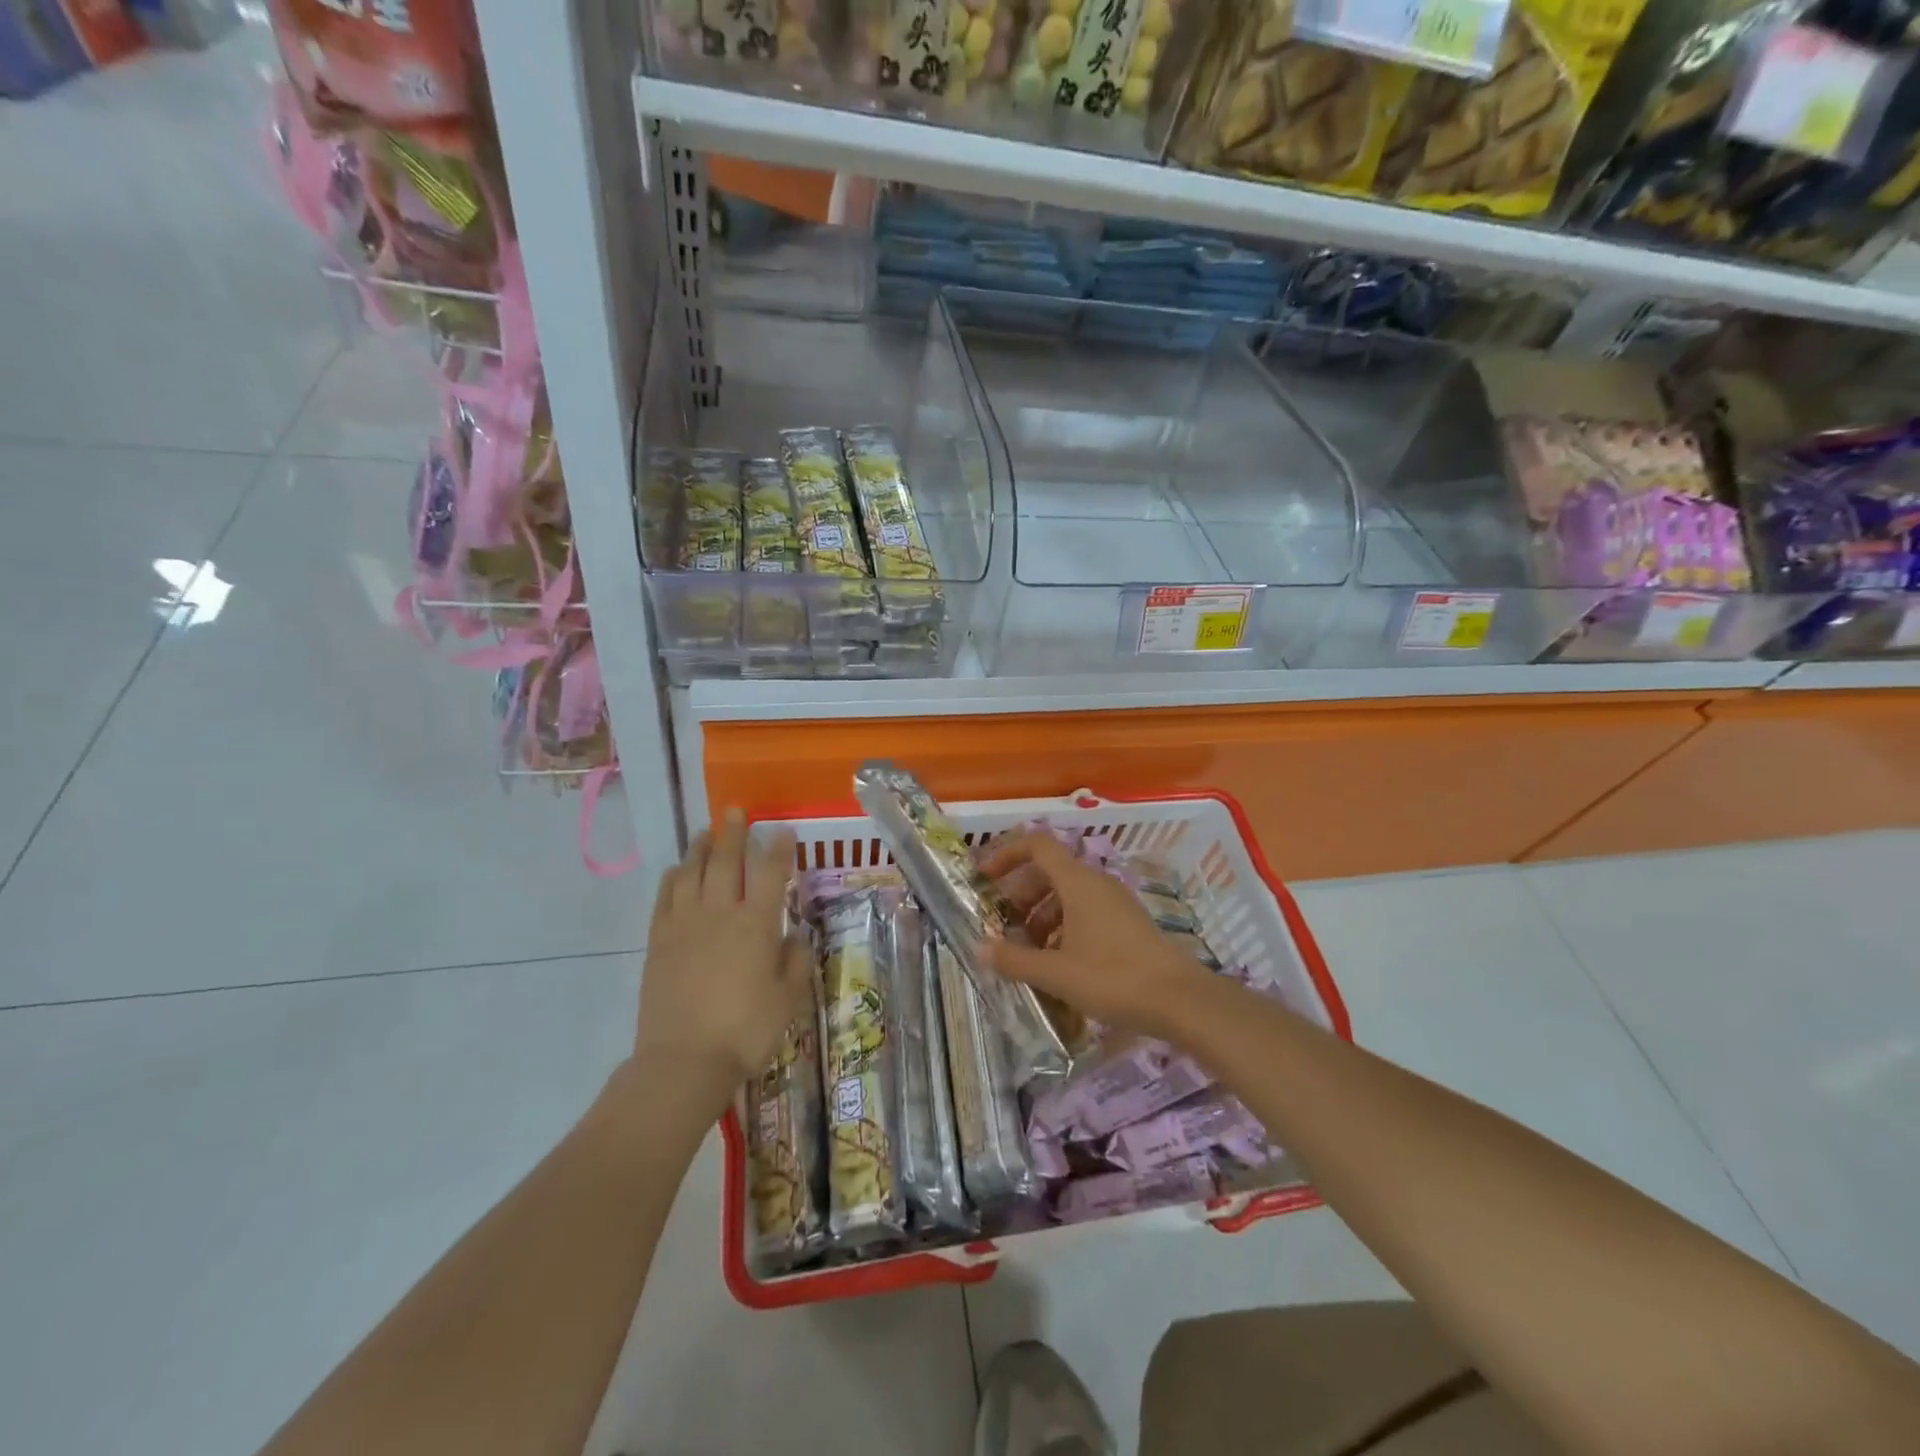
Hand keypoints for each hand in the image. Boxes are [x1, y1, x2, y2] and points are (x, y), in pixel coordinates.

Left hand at [633, 809, 812, 1108]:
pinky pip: (665, 896)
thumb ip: (795, 962)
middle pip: (727, 861)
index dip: (778, 848)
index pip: (771, 873)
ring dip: (700, 848)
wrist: (683, 1061)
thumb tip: (794, 936)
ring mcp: (685, 924)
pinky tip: (678, 870)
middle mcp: (720, 913)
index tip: (782, 830)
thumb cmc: (745, 1031)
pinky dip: (673, 877)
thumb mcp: (788, 1000)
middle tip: (735, 811)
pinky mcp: (659, 940)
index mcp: (757, 925)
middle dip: (734, 833)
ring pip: (692, 872)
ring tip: (706, 832)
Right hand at [976, 832, 1214, 1038]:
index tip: (985, 878)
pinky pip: (1085, 912)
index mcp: (1078, 882)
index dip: (1007, 854)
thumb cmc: (1114, 978)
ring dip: (1041, 914)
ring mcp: (1115, 903)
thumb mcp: (1057, 973)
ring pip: (1068, 894)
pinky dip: (1063, 926)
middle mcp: (1096, 883)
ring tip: (1027, 949)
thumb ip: (1015, 960)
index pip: (1037, 845)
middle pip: (1050, 871)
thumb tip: (981, 948)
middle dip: (1021, 893)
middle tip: (1003, 922)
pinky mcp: (1127, 924)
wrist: (1181, 1001)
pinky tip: (1058, 962)